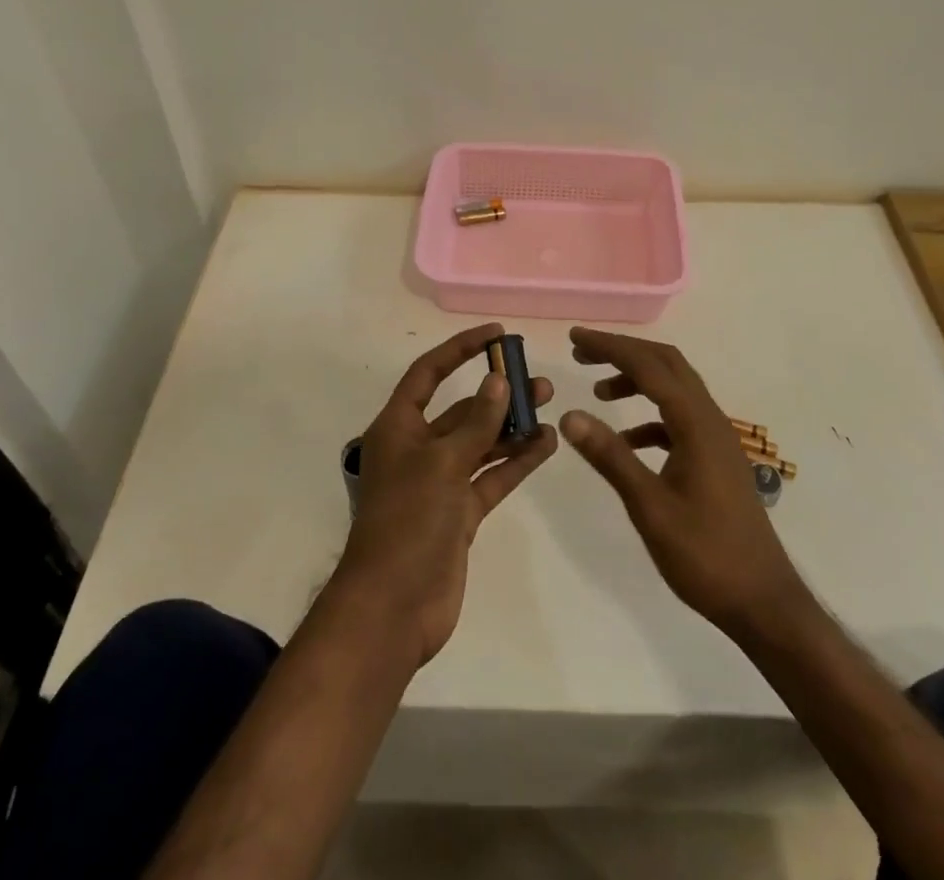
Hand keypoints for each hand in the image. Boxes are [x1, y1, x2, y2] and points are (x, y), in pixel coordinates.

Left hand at [336, 324, 556, 667]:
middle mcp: (418, 449)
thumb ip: (475, 422)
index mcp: (398, 427)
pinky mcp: (460, 513)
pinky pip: (492, 477)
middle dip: (498, 393)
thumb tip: (499, 380)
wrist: (394, 608)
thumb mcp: (442, 463)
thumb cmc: (408, 521)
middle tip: (538, 381)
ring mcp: (440, 483)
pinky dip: (516, 462)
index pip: (429, 373)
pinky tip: (546, 445)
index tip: (496, 335)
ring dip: (512, 427)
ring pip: (481, 443)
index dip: (460, 349)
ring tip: (550, 407)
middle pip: (461, 409)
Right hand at [558, 328, 805, 638]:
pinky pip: (679, 419)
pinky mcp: (716, 458)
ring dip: (637, 381)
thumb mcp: (649, 507)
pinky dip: (650, 416)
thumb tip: (569, 415)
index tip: (575, 337)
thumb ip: (610, 456)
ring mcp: (717, 439)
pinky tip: (627, 440)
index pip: (649, 366)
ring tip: (599, 393)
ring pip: (675, 389)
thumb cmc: (705, 555)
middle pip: (666, 365)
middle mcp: (710, 420)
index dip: (610, 347)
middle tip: (582, 353)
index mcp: (696, 424)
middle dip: (624, 353)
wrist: (763, 602)